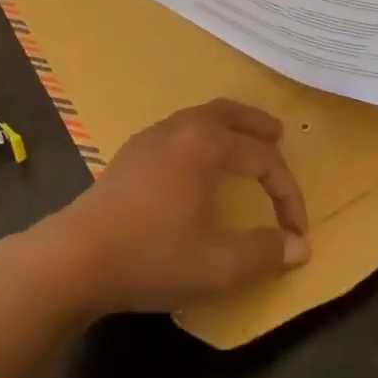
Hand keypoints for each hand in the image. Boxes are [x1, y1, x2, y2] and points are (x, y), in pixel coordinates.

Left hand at [35, 98, 310, 315]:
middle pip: (227, 112)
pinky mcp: (129, 154)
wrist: (76, 257)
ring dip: (226, 126)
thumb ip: (263, 253)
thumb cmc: (152, 255)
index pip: (262, 158)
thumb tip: (301, 246)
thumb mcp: (217, 264)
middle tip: (278, 134)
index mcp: (205, 144)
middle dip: (256, 123)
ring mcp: (150, 138)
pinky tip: (195, 163)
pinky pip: (177, 130)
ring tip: (241, 143)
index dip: (287, 193)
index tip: (298, 231)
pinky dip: (200, 135)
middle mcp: (179, 129)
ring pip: (198, 117)